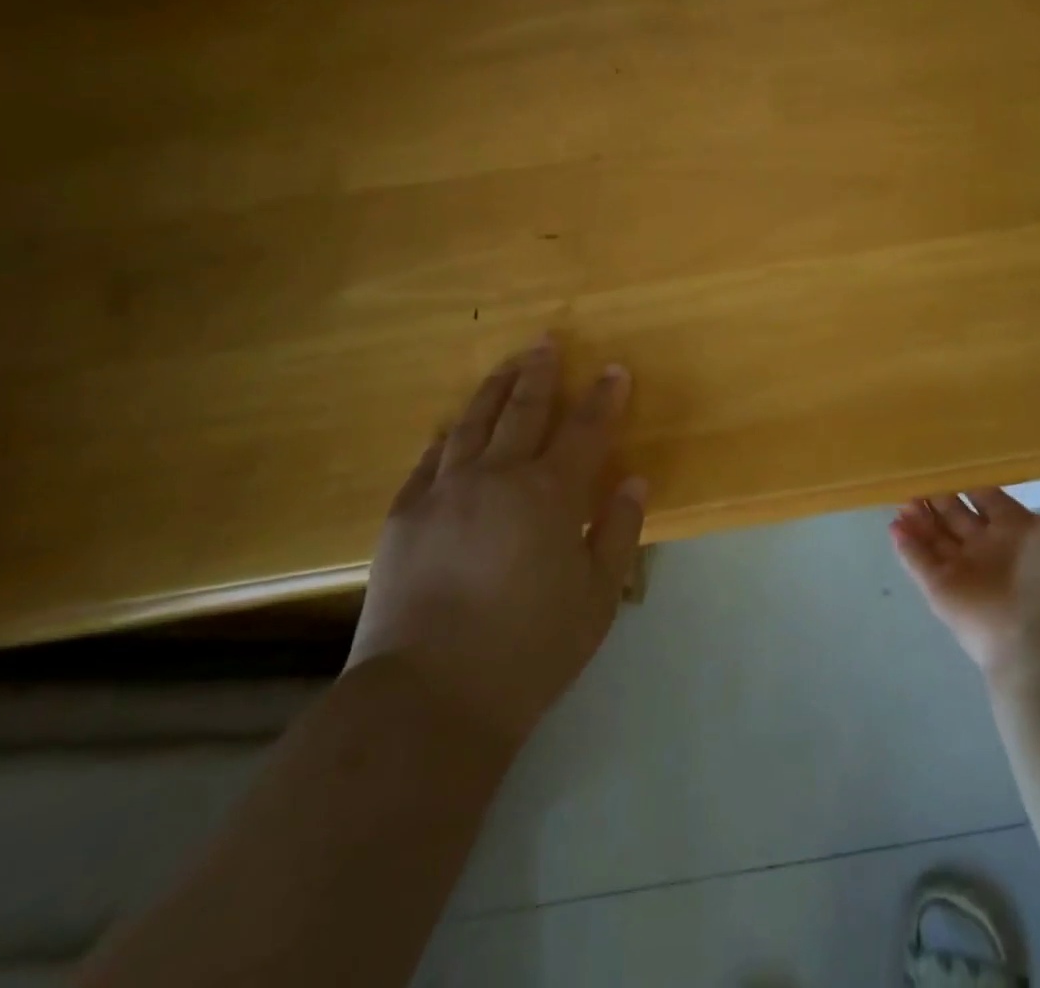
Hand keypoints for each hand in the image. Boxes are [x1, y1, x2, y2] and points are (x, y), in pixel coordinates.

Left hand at [346, 338, 647, 747]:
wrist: (429, 697)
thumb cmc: (530, 650)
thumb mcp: (598, 597)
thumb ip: (620, 530)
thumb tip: (634, 479)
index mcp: (549, 494)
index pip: (585, 429)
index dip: (603, 396)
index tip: (614, 369)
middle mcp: (496, 477)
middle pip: (523, 410)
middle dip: (540, 373)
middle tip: (547, 342)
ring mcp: (444, 492)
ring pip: (472, 423)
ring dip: (493, 389)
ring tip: (506, 365)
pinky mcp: (404, 515)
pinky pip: (429, 460)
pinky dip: (447, 437)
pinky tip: (452, 429)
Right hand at [890, 476, 1039, 682]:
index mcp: (1022, 533)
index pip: (990, 499)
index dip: (971, 480)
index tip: (950, 453)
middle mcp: (992, 551)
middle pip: (957, 517)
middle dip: (938, 495)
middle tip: (916, 467)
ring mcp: (965, 573)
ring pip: (935, 538)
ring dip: (919, 517)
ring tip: (900, 490)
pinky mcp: (942, 592)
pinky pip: (918, 564)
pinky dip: (905, 546)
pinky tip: (893, 524)